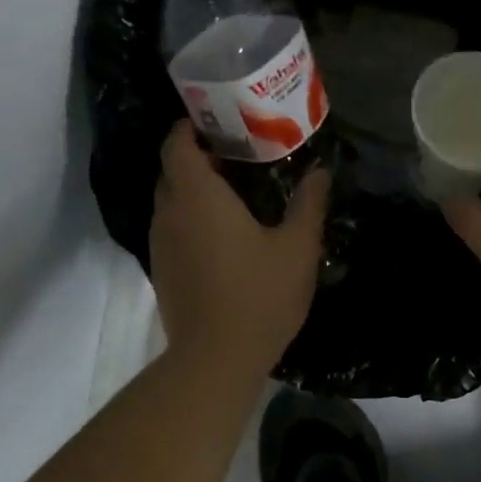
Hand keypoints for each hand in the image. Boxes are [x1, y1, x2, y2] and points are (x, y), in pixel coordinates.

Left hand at [149, 123, 330, 378]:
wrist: (216, 358)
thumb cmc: (259, 296)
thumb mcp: (297, 248)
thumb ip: (308, 204)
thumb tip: (320, 173)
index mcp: (197, 196)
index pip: (177, 142)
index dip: (192, 126)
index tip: (221, 123)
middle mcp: (169, 213)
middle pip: (173, 170)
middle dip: (200, 157)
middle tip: (240, 158)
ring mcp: (160, 244)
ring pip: (171, 202)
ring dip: (195, 192)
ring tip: (235, 196)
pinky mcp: (162, 271)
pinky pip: (173, 230)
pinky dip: (192, 221)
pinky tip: (224, 238)